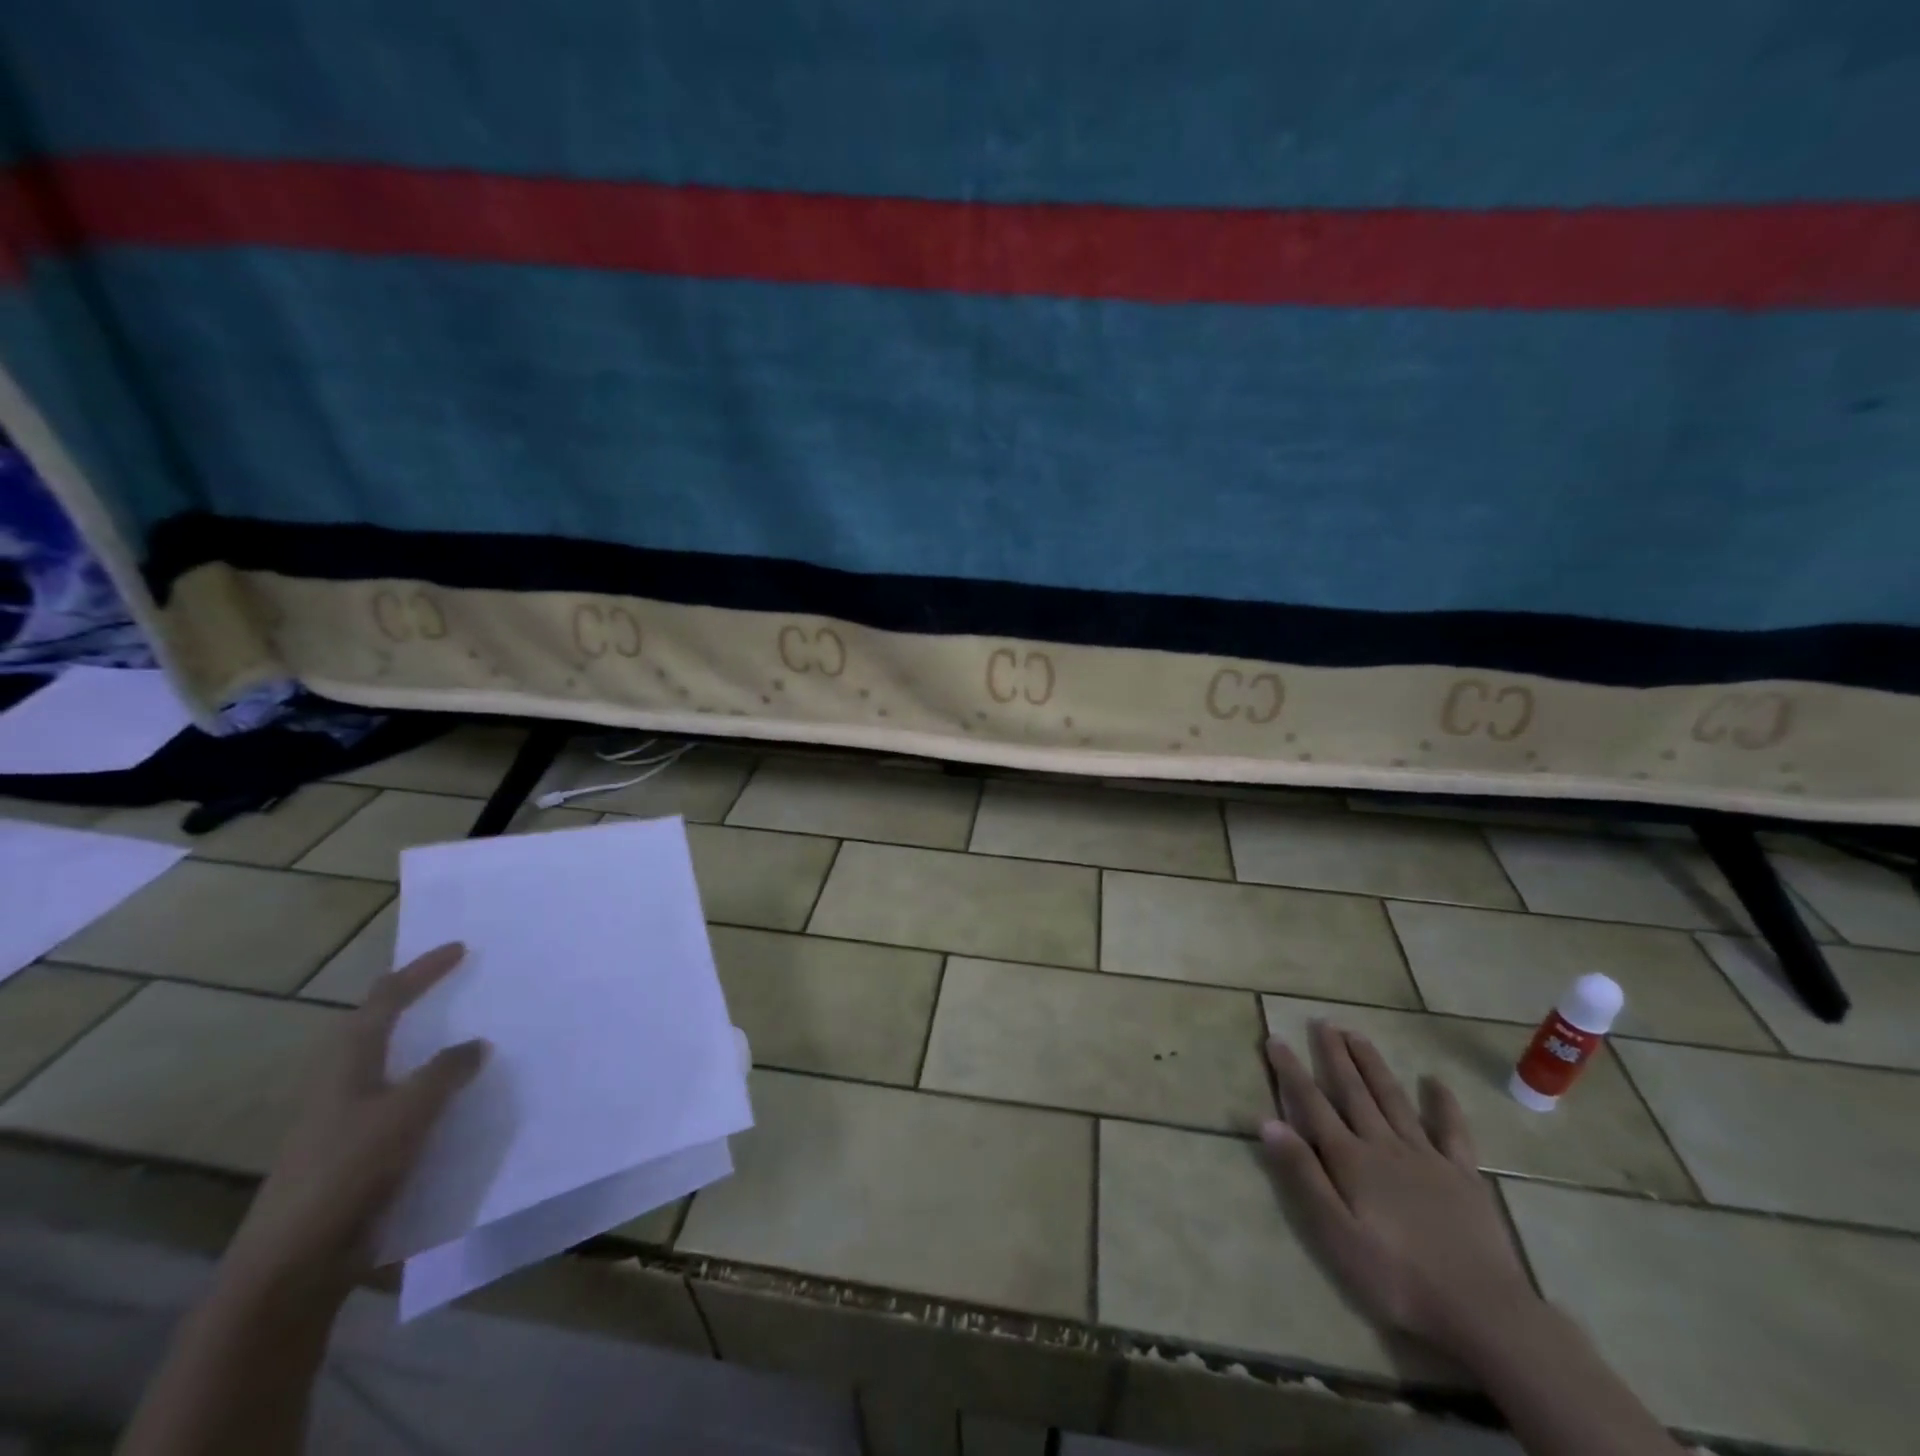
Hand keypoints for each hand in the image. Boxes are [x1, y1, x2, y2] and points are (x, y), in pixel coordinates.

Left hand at [225, 943, 489, 1292]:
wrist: (293, 1265)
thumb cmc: (347, 1172)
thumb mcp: (407, 1113)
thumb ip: (445, 1072)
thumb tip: (475, 1044)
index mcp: (347, 1064)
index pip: (385, 1000)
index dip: (421, 971)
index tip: (460, 949)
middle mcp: (342, 1084)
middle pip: (378, 1028)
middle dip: (417, 1002)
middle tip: (462, 987)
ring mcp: (346, 1121)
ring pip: (392, 1067)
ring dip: (428, 1048)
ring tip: (471, 1040)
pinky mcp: (356, 1154)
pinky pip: (402, 1105)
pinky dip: (432, 1092)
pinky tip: (459, 1103)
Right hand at [1262, 1020, 1537, 1357]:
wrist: (1483, 1311)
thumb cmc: (1397, 1278)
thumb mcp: (1335, 1234)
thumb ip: (1302, 1175)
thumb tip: (1267, 1121)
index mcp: (1350, 1159)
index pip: (1312, 1104)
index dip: (1291, 1071)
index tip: (1275, 1038)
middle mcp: (1384, 1145)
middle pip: (1353, 1091)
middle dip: (1334, 1055)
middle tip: (1321, 1021)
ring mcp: (1427, 1156)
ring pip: (1393, 1098)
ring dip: (1372, 1065)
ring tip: (1357, 1034)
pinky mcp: (1463, 1175)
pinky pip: (1452, 1130)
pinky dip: (1443, 1103)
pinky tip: (1434, 1081)